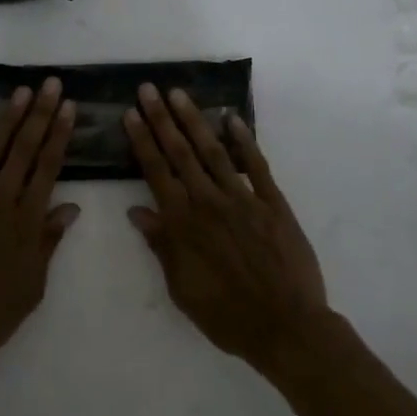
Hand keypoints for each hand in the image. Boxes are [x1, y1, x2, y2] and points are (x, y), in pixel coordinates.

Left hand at [0, 78, 79, 371]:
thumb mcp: (32, 285)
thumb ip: (49, 241)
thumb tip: (71, 207)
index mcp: (25, 221)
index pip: (47, 168)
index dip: (59, 135)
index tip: (68, 108)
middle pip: (23, 150)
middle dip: (40, 115)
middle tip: (51, 84)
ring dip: (7, 120)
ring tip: (21, 93)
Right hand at [124, 84, 327, 370]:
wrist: (285, 326)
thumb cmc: (225, 314)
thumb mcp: (180, 287)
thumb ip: (161, 245)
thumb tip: (137, 211)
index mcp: (183, 223)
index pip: (156, 171)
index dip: (142, 140)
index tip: (131, 113)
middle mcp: (208, 202)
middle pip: (180, 152)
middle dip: (162, 118)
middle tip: (149, 89)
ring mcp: (243, 199)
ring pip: (214, 151)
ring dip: (194, 120)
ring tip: (179, 94)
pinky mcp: (273, 203)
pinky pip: (256, 165)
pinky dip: (244, 140)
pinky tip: (232, 119)